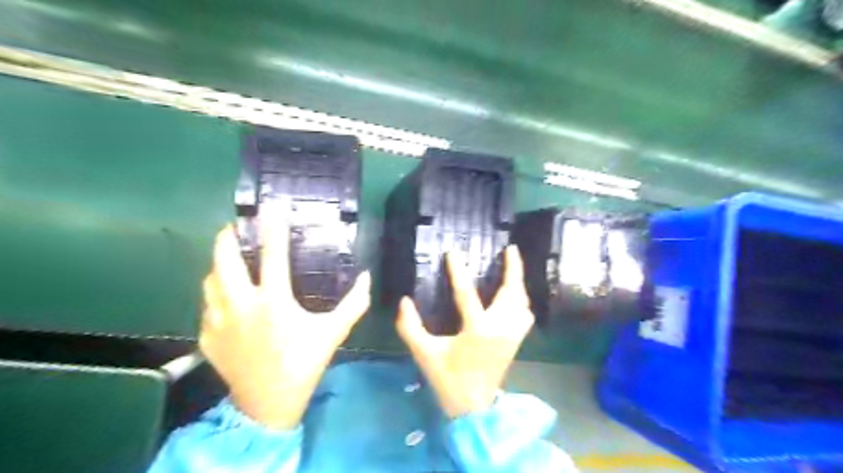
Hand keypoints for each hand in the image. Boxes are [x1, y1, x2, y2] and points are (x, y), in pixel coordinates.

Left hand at [199, 217, 371, 429]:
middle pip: (224, 260)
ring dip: (219, 266)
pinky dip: (216, 295)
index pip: (273, 256)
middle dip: (227, 237)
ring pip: (210, 281)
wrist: (267, 404)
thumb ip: (354, 304)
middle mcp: (241, 305)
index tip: (272, 209)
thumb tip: (366, 277)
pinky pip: (208, 305)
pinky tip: (227, 298)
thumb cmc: (303, 363)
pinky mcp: (207, 336)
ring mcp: (219, 321)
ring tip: (230, 260)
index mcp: (273, 301)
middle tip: (235, 227)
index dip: (273, 230)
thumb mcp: (334, 333)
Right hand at [398, 248, 531, 417]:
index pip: (466, 293)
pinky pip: (525, 316)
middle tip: (510, 249)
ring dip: (519, 283)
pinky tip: (517, 296)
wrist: (473, 408)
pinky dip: (523, 302)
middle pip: (511, 292)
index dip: (458, 270)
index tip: (452, 252)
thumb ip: (410, 327)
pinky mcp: (515, 342)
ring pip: (522, 303)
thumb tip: (404, 301)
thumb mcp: (424, 353)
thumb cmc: (447, 379)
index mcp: (476, 330)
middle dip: (514, 269)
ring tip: (514, 267)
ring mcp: (511, 336)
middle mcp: (499, 329)